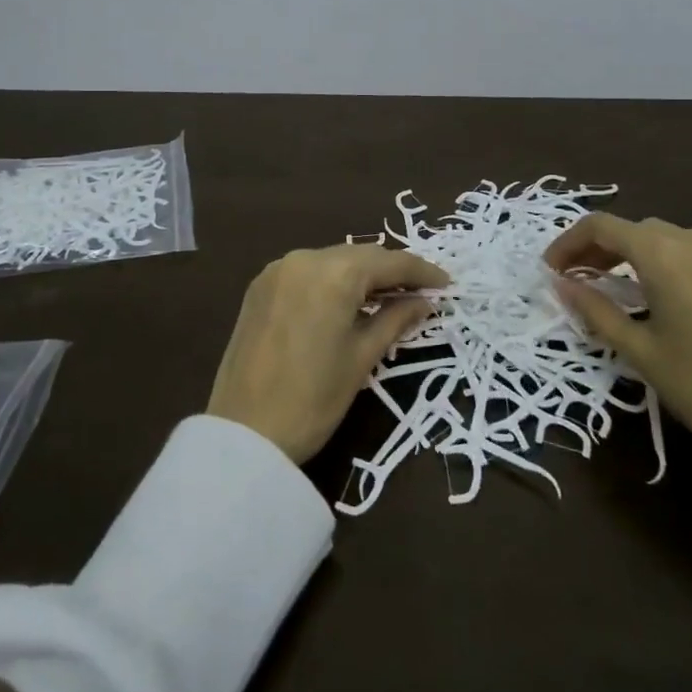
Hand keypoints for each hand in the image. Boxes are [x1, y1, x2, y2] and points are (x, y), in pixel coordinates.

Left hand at [208, 245, 448, 464]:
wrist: (244, 435)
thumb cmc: (314, 399)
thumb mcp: (362, 358)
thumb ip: (396, 319)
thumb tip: (425, 301)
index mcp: (333, 272)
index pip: (389, 262)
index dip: (421, 272)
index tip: (447, 284)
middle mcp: (304, 257)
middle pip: (360, 256)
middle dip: (392, 272)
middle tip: (422, 294)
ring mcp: (277, 269)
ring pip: (333, 261)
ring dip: (362, 275)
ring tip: (389, 298)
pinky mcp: (260, 286)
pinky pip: (308, 272)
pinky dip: (332, 281)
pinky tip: (348, 302)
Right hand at [544, 215, 691, 464]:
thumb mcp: (638, 349)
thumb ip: (594, 309)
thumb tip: (560, 283)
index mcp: (662, 253)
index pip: (601, 227)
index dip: (568, 243)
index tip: (550, 270)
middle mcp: (690, 240)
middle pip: (630, 228)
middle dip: (596, 248)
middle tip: (574, 279)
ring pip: (659, 237)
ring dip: (627, 252)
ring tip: (607, 285)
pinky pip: (686, 251)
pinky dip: (658, 260)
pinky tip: (651, 292)